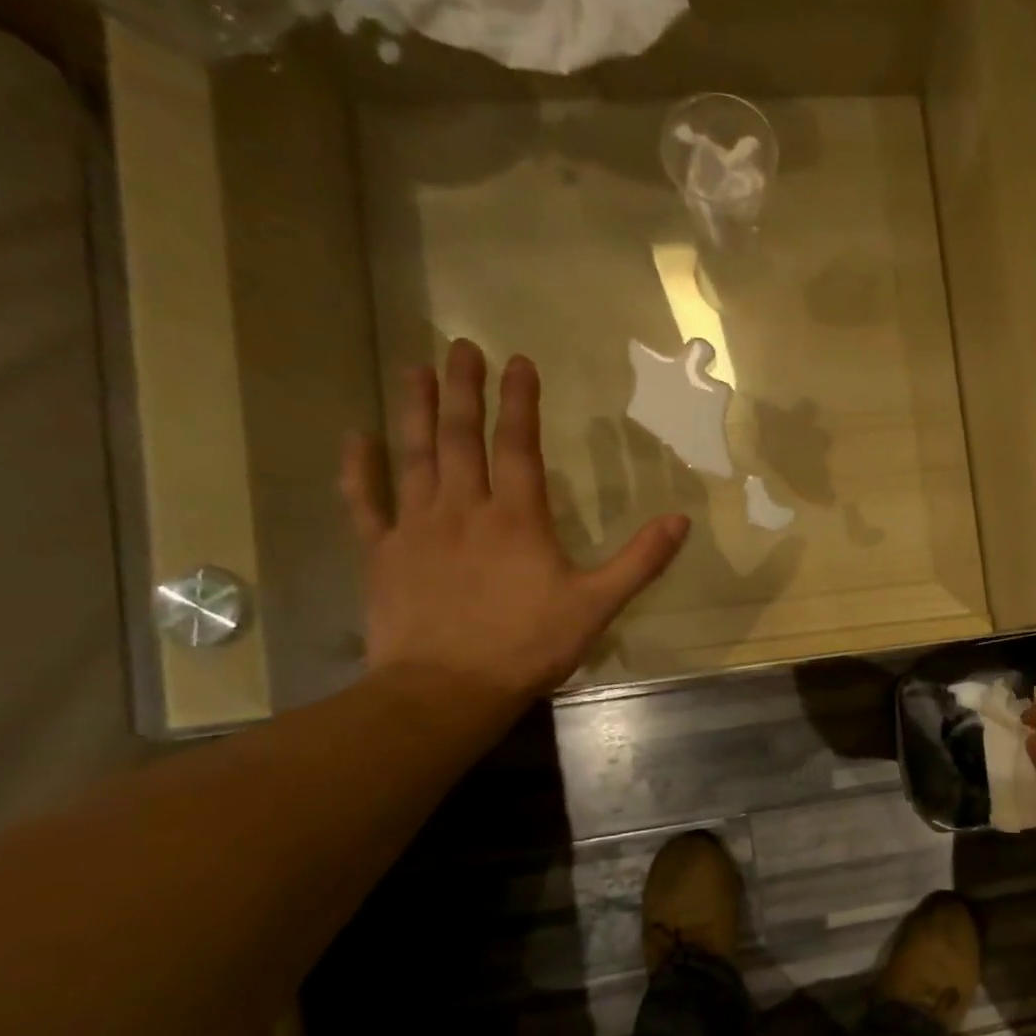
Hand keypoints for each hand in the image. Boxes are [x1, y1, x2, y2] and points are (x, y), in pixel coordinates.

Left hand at [341, 339, 687, 707]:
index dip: (519, 401)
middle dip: (462, 389)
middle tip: (459, 347)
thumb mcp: (597, 605)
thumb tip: (681, 520)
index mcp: (517, 519)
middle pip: (460, 438)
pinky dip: (358, 468)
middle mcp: (463, 509)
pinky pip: (365, 502)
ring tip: (415, 370)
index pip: (518, 446)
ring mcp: (416, 527)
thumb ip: (640, 560)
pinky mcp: (382, 553)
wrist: (447, 688)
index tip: (518, 361)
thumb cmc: (528, 645)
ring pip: (414, 457)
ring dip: (416, 411)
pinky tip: (354, 437)